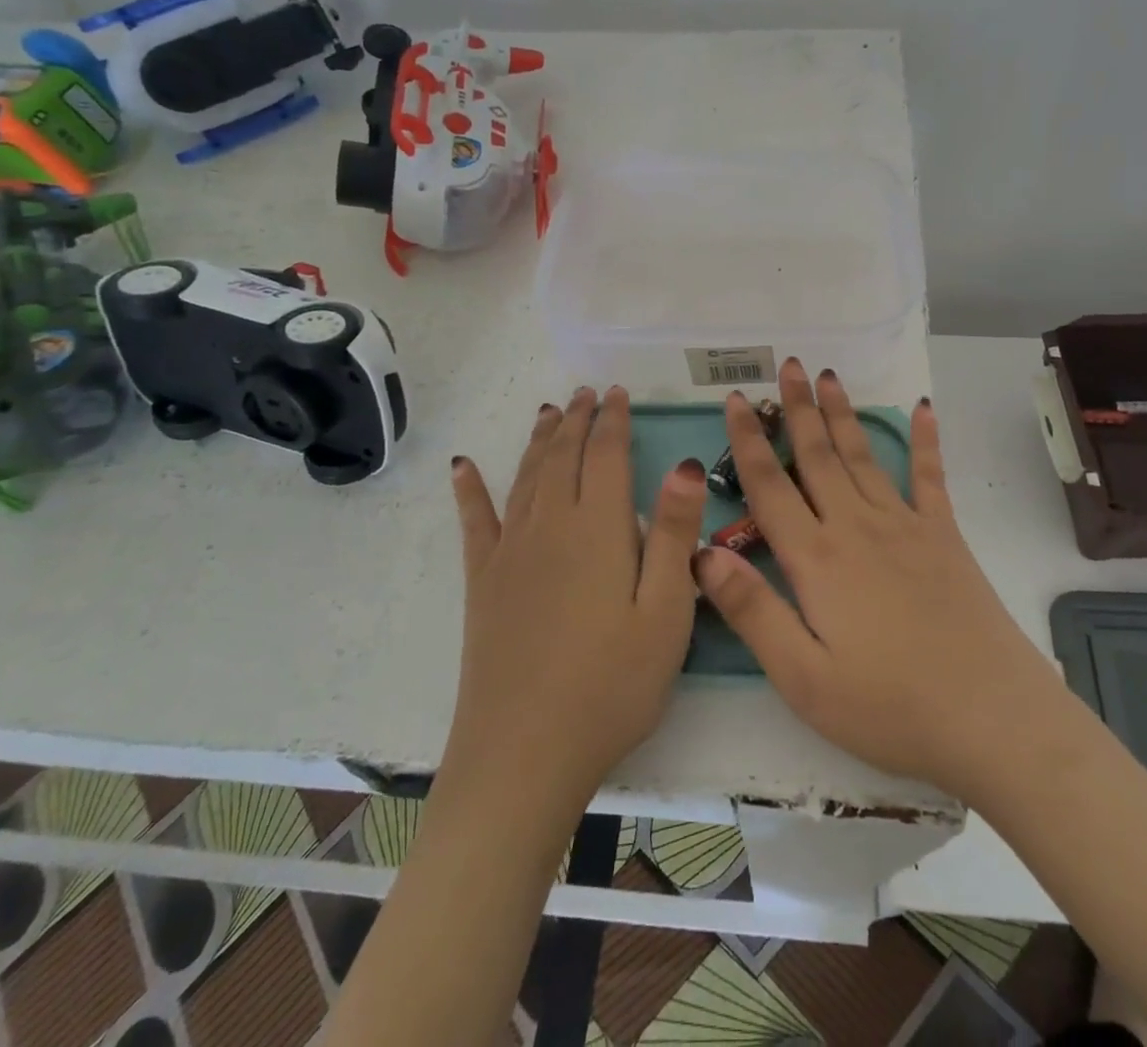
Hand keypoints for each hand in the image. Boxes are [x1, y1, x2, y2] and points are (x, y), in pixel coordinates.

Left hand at [445, 386, 706, 805]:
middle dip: (577, 420)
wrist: (524, 753)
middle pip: (562, 456)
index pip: (605, 455)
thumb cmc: (612, 685)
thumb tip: (682, 463)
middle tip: (586, 393)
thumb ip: (673, 534)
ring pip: (526, 477)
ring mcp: (510, 552)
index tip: (618, 393)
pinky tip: (464, 465)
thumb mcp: (666, 613)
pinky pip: (475, 521)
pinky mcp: (483, 582)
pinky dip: (470, 489)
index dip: (613, 420)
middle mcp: (549, 525)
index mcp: (597, 528)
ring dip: (539, 440)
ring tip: (549, 412)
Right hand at [693, 359, 1064, 800]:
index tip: (737, 399)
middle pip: (817, 456)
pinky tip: (922, 408)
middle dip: (797, 408)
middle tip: (786, 364)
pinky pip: (930, 477)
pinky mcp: (944, 537)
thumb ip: (751, 611)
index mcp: (816, 559)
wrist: (991, 718)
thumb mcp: (802, 678)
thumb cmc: (889, 707)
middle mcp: (856, 527)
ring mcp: (905, 526)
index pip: (770, 487)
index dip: (748, 441)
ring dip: (842, 413)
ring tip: (828, 374)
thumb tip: (703, 551)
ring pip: (862, 455)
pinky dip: (925, 440)